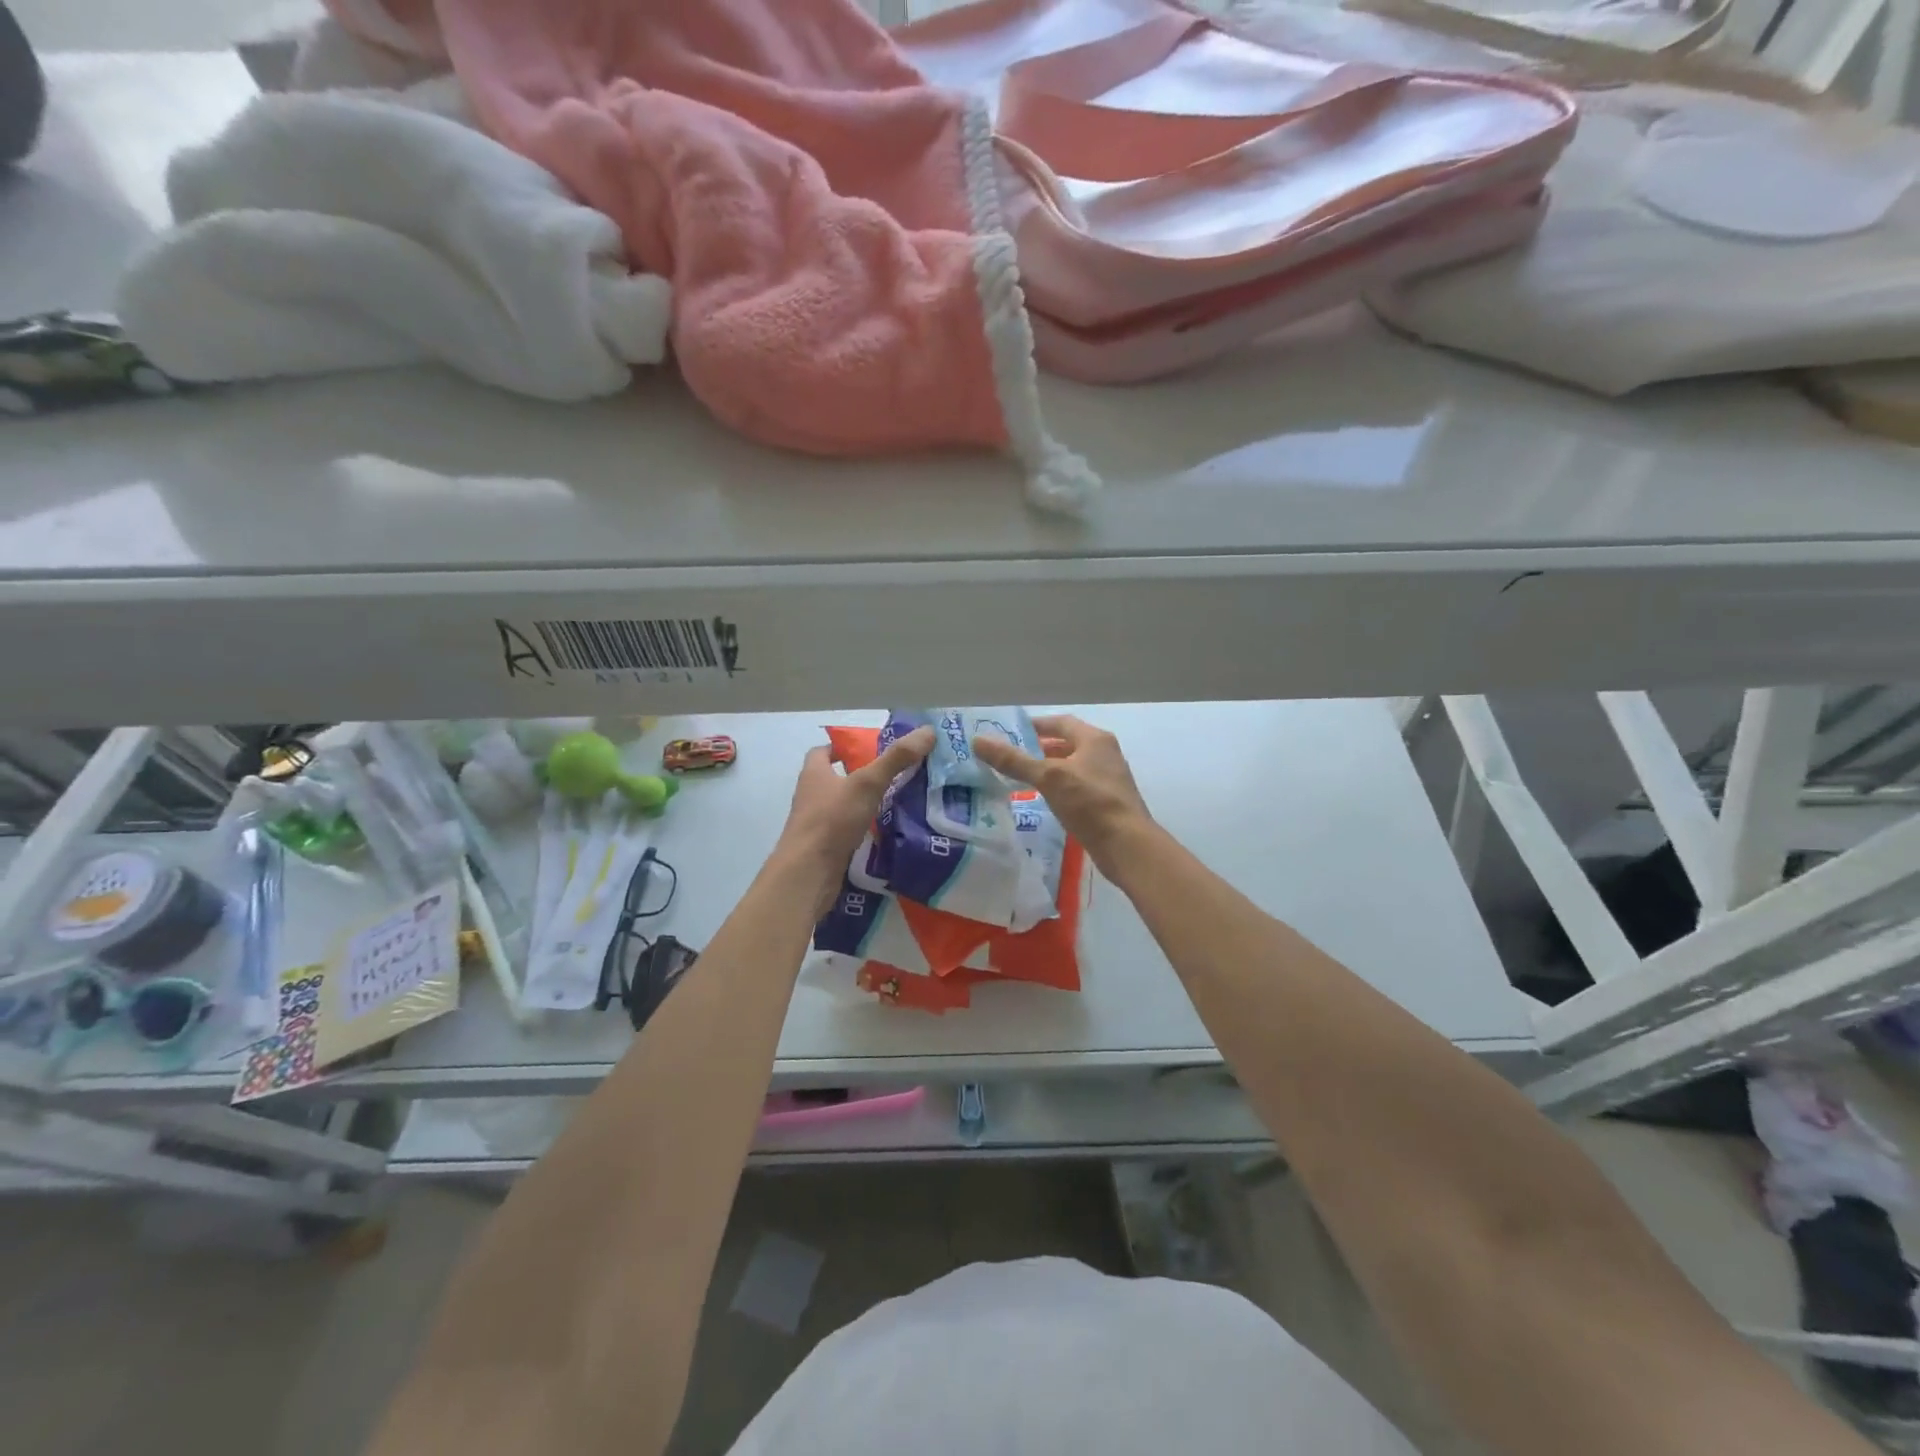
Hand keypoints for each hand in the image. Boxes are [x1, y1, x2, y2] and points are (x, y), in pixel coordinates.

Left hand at [776, 727, 935, 897]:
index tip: (871, 749)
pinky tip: (888, 833)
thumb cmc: (832, 820)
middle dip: (861, 776)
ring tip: (900, 802)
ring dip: (865, 804)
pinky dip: (865, 830)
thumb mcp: (867, 783)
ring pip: (843, 807)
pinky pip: (847, 833)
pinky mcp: (825, 849)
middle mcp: (811, 796)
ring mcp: (816, 825)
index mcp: (814, 774)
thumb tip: (928, 731)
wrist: (808, 875)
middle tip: (896, 775)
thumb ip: (896, 758)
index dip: (843, 747)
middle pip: (835, 779)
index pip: (822, 752)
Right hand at [971, 715, 1153, 877]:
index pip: (1061, 722)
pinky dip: (1058, 789)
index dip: (1035, 725)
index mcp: (1095, 739)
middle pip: (1067, 744)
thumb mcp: (1048, 777)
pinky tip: (1042, 801)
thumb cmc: (1090, 802)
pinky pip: (1077, 788)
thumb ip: (1014, 760)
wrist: (1126, 845)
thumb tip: (978, 741)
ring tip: (1020, 779)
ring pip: (1071, 767)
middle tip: (1010, 757)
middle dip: (1039, 749)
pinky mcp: (1106, 803)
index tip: (1009, 733)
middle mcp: (1104, 754)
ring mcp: (1108, 780)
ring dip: (1048, 770)